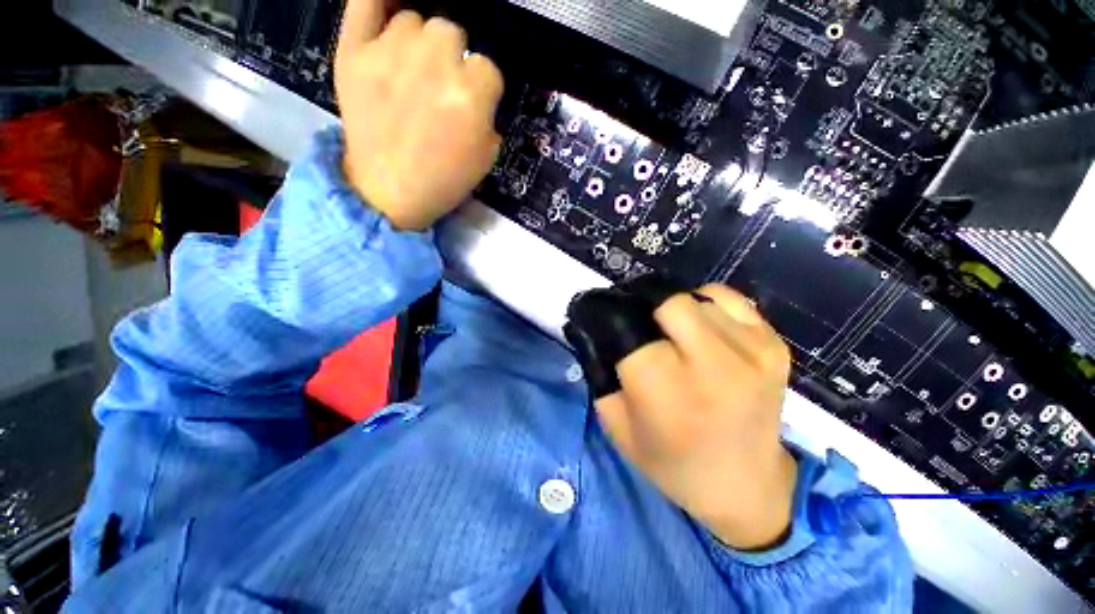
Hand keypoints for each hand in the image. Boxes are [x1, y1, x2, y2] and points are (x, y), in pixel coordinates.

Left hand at [335, 0, 503, 229]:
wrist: (390, 193)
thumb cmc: (444, 181)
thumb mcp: (486, 157)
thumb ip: (489, 116)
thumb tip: (478, 92)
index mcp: (471, 94)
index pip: (487, 67)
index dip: (480, 87)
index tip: (471, 103)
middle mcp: (435, 62)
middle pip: (451, 32)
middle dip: (451, 59)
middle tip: (439, 87)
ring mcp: (390, 52)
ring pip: (414, 20)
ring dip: (417, 44)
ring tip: (409, 73)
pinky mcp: (354, 52)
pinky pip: (364, 2)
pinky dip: (377, 3)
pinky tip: (386, 13)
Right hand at [595, 284, 796, 550]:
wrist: (746, 485)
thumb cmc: (672, 462)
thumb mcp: (617, 426)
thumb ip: (601, 374)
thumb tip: (594, 330)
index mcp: (667, 392)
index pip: (628, 328)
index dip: (613, 320)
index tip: (606, 320)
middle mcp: (713, 366)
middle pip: (667, 301)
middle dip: (646, 310)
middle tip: (642, 327)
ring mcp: (751, 351)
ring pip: (695, 298)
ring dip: (676, 311)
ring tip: (675, 335)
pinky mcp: (773, 344)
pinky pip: (726, 298)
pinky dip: (706, 305)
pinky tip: (703, 330)